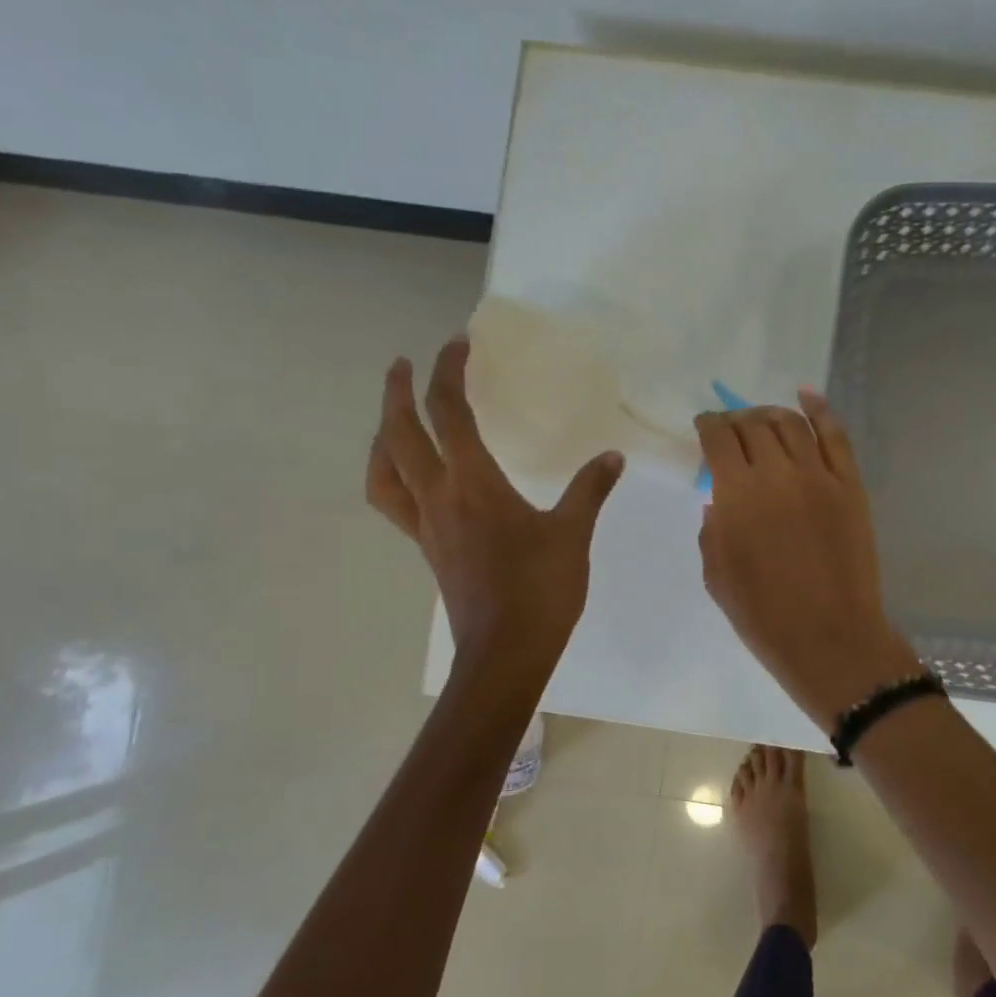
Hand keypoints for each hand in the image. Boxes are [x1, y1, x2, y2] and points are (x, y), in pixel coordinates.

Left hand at [367, 339, 623, 666]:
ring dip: (383, 433)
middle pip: (399, 433)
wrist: (505, 652)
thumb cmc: (541, 590)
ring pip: (385, 469)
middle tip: (405, 363)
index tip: (458, 344)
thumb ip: (589, 490)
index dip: (449, 372)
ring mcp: (426, 525)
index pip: (449, 413)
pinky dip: (391, 475)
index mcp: (474, 484)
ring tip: (394, 416)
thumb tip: (612, 457)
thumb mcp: (573, 535)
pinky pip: (394, 500)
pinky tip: (414, 476)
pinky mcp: (427, 548)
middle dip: (398, 391)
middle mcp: (438, 497)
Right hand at [696, 391, 920, 731]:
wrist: (830, 638)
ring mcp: (820, 477)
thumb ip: (712, 528)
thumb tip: (718, 499)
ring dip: (771, 414)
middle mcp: (777, 473)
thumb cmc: (763, 616)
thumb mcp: (717, 574)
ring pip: (792, 423)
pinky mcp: (851, 486)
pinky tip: (806, 396)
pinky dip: (820, 410)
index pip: (718, 438)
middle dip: (737, 420)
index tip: (703, 427)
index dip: (707, 425)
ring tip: (762, 419)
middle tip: (732, 428)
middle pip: (754, 424)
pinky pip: (836, 436)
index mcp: (737, 495)